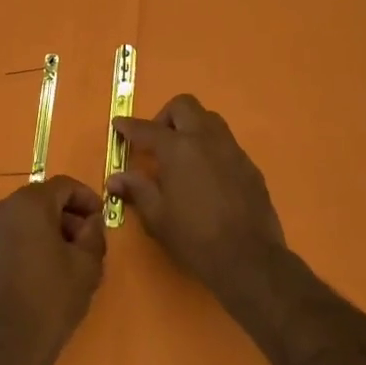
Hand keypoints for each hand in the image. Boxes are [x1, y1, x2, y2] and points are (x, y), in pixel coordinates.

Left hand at [0, 176, 106, 364]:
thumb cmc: (51, 301)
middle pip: (43, 199)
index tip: (101, 217)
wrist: (5, 347)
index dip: (87, 197)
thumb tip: (90, 221)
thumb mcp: (86, 266)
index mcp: (29, 204)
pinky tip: (45, 268)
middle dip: (68, 214)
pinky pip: (12, 234)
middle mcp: (3, 209)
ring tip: (69, 257)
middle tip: (87, 239)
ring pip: (26, 217)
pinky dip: (30, 240)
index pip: (64, 185)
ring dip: (49, 228)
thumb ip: (93, 233)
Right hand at [110, 94, 286, 300]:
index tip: (119, 125)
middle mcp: (206, 139)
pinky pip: (226, 143)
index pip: (147, 128)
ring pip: (209, 119)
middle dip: (165, 116)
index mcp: (178, 148)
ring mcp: (232, 149)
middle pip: (184, 106)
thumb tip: (116, 177)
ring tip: (181, 154)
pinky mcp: (249, 165)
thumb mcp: (157, 217)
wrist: (249, 258)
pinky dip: (210, 147)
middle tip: (156, 141)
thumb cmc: (195, 238)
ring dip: (191, 126)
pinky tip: (206, 175)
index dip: (129, 126)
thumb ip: (137, 189)